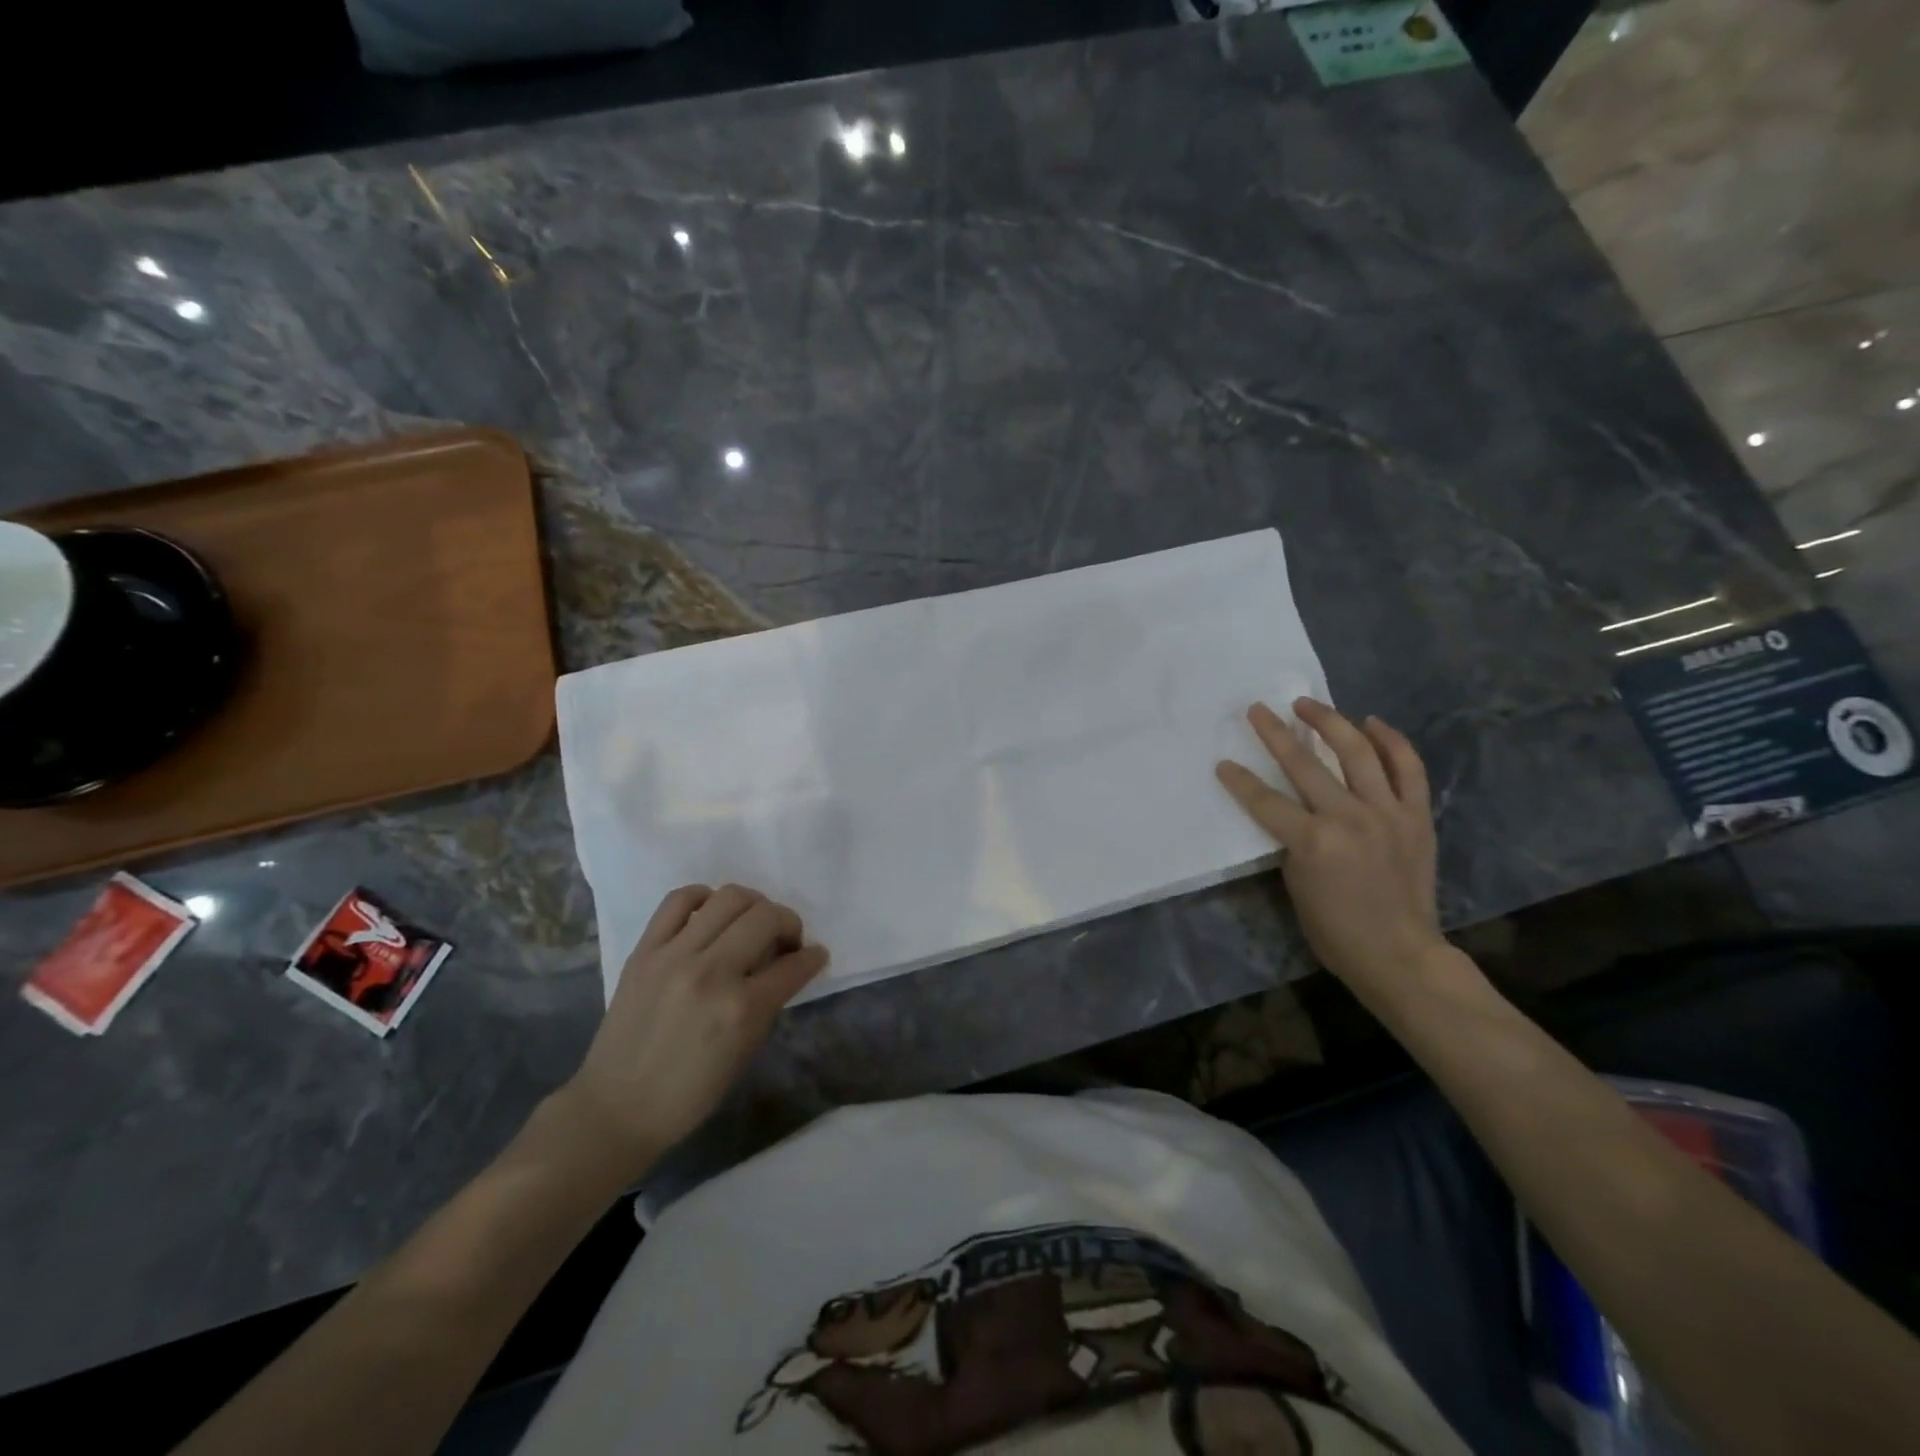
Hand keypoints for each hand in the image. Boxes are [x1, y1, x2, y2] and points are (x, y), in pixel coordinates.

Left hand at [560, 884, 826, 1178]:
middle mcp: (711, 972)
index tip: (815, 954)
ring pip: (729, 898)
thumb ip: (768, 1003)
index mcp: (741, 1009)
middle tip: (785, 939)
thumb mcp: (744, 1052)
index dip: (812, 957)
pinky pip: (678, 900)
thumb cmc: (689, 1093)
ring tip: (751, 922)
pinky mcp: (644, 951)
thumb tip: (787, 965)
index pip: (793, 965)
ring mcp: (674, 956)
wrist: (616, 1108)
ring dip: (753, 904)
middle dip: (788, 922)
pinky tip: (710, 911)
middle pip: (766, 917)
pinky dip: (702, 897)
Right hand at [1215, 699, 1451, 1007]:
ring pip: (1357, 752)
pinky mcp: (1416, 815)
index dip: (1240, 781)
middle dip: (1275, 733)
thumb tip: (1292, 812)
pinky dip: (1391, 741)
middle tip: (1258, 710)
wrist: (1399, 954)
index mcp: (1313, 841)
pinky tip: (1372, 723)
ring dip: (1330, 722)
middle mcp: (1349, 817)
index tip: (1223, 763)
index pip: (1265, 800)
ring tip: (1309, 704)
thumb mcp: (1296, 885)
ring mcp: (1387, 812)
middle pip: (1304, 764)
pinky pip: (1407, 768)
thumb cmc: (1335, 930)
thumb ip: (1293, 841)